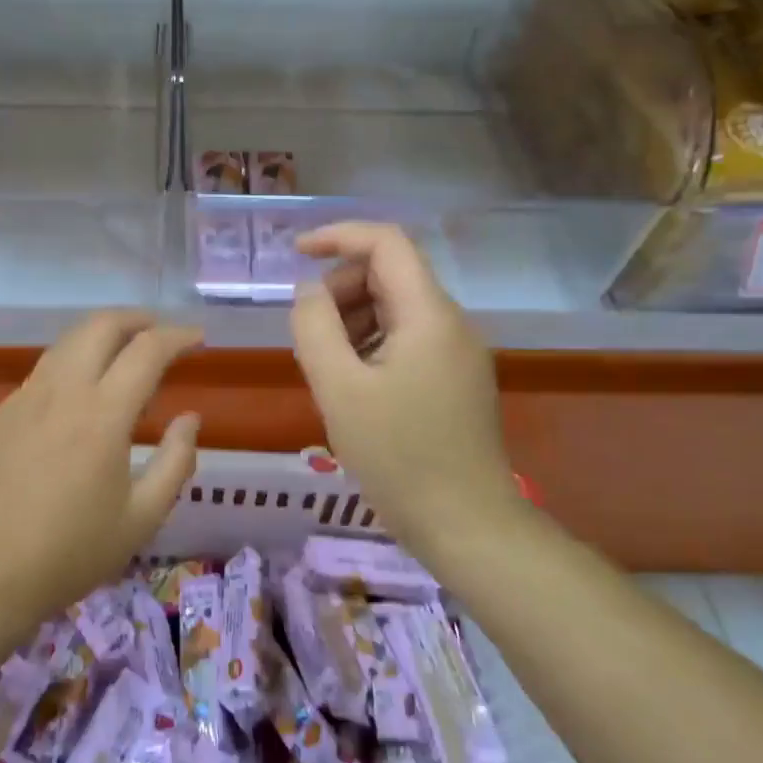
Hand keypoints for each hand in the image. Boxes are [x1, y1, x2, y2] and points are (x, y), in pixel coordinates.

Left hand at [0, 311, 202, 640]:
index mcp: (102, 414)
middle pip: (101, 324)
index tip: (197, 338)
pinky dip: (73, 365)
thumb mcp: (141, 518)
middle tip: (160, 333)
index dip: (178, 336)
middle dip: (138, 318)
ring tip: (124, 356)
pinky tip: (79, 398)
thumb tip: (190, 418)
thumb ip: (176, 461)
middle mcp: (62, 391)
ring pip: (68, 342)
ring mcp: (24, 397)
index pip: (147, 350)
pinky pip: (43, 372)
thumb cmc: (69, 554)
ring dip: (102, 335)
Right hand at [289, 223, 518, 563]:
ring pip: (394, 308)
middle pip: (388, 274)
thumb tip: (308, 292)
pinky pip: (405, 338)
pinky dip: (370, 345)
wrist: (468, 527)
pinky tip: (353, 387)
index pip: (386, 242)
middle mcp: (450, 322)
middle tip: (310, 338)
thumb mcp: (339, 389)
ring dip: (352, 321)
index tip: (295, 252)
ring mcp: (456, 352)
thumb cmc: (399, 457)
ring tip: (328, 370)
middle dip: (340, 290)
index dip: (337, 235)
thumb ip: (315, 327)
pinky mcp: (454, 378)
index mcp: (428, 314)